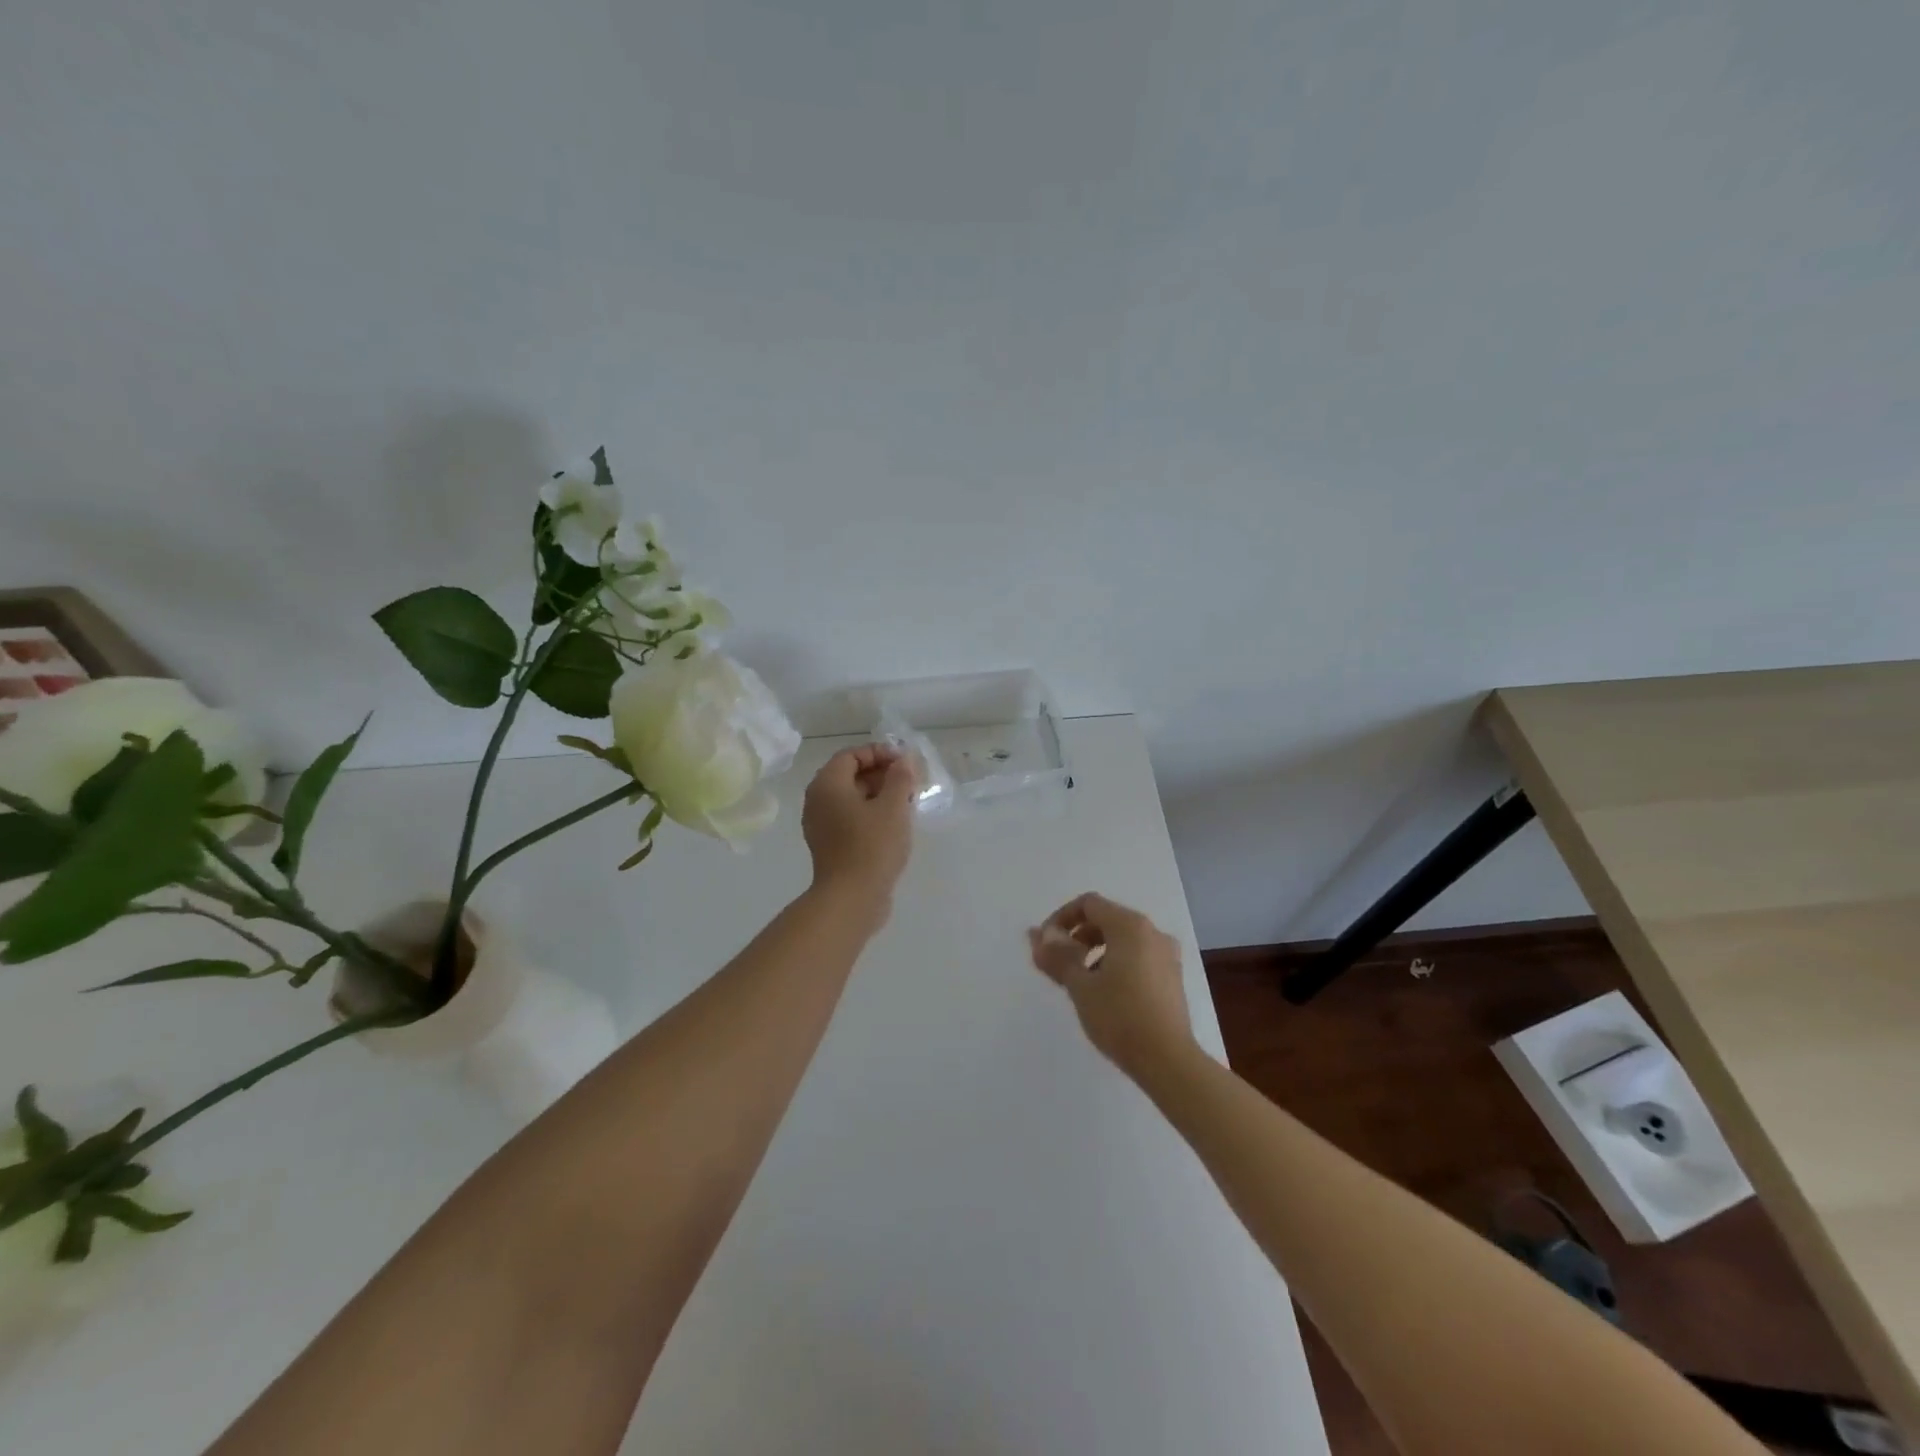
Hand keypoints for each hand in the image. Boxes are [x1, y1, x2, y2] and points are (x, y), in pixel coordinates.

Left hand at [802, 744, 917, 913]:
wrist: (851, 899)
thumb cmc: (872, 846)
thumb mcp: (893, 806)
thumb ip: (901, 777)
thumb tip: (904, 760)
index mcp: (827, 784)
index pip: (851, 755)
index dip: (880, 753)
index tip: (906, 764)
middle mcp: (818, 801)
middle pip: (850, 775)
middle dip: (882, 774)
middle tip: (911, 783)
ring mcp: (821, 825)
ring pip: (852, 799)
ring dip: (879, 795)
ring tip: (908, 803)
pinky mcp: (830, 846)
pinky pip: (850, 818)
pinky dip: (871, 815)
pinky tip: (895, 825)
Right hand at [1028, 893, 1195, 1080]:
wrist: (1168, 1061)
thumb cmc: (1120, 1017)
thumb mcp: (1080, 985)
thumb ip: (1057, 955)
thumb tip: (1037, 934)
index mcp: (1130, 926)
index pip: (1088, 904)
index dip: (1061, 918)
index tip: (1046, 946)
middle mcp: (1152, 932)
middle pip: (1106, 919)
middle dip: (1077, 936)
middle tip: (1059, 964)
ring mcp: (1166, 954)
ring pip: (1122, 939)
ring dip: (1095, 950)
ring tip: (1080, 982)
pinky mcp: (1172, 976)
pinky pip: (1137, 956)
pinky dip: (1116, 962)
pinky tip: (1106, 993)